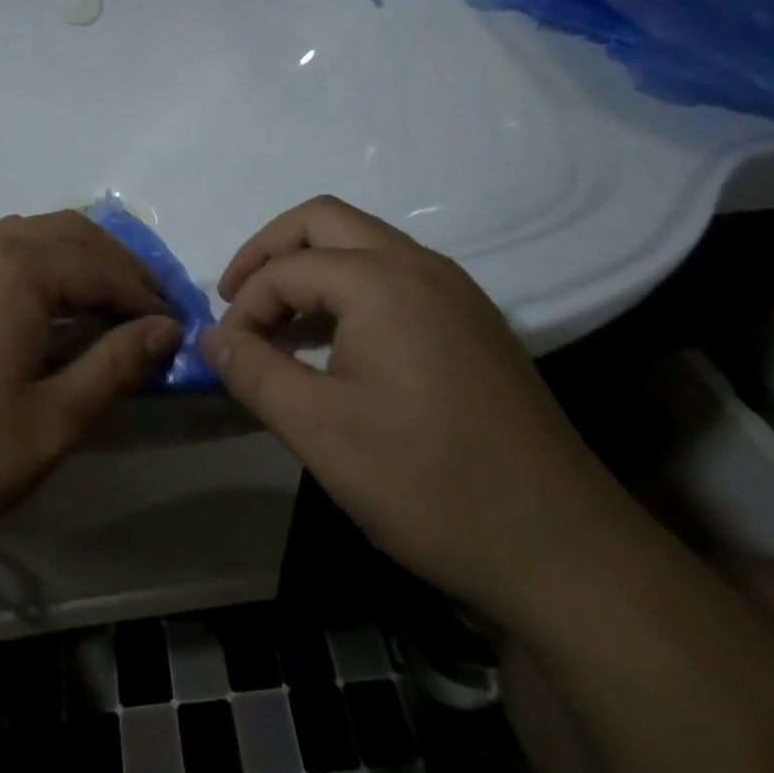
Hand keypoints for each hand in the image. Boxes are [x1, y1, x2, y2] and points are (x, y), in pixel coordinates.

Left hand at [0, 211, 180, 565]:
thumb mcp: (52, 422)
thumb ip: (115, 365)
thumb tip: (166, 329)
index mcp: (15, 269)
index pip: (102, 266)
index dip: (145, 296)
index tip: (173, 329)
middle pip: (68, 234)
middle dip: (115, 265)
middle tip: (145, 309)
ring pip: (26, 235)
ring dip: (72, 260)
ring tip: (98, 304)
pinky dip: (29, 265)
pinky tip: (33, 308)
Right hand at [201, 196, 638, 620]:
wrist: (563, 550)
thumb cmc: (428, 482)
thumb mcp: (320, 431)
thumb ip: (254, 373)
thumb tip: (210, 337)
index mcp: (382, 280)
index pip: (286, 269)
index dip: (243, 306)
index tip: (226, 355)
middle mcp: (420, 265)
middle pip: (324, 221)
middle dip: (270, 252)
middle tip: (238, 300)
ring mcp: (454, 290)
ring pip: (362, 243)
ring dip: (311, 268)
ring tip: (279, 324)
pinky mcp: (472, 321)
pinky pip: (394, 275)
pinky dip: (349, 288)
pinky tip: (336, 343)